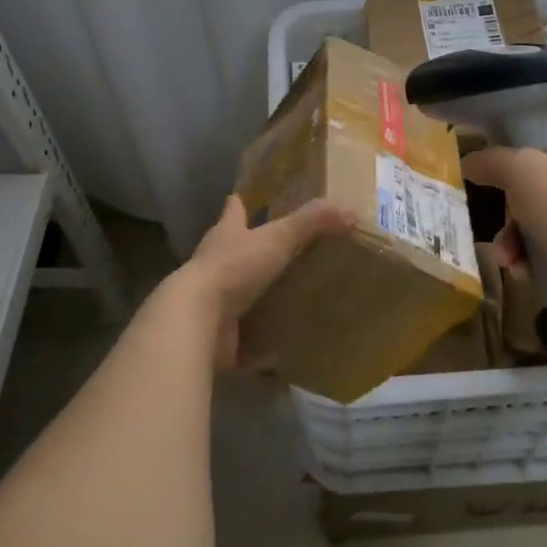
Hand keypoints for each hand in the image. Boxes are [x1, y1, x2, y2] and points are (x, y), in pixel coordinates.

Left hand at [179, 195, 353, 366]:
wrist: (198, 320)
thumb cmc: (235, 268)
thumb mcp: (278, 238)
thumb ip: (312, 223)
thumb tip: (349, 211)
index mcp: (225, 236)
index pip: (233, 212)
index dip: (239, 204)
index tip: (242, 197)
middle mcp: (214, 265)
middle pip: (232, 252)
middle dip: (251, 252)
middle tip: (280, 253)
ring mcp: (212, 303)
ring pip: (237, 295)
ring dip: (256, 298)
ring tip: (288, 301)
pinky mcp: (217, 337)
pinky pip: (244, 340)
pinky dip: (259, 344)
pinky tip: (280, 349)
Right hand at [463, 118, 546, 325]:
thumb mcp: (520, 173)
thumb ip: (490, 160)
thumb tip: (469, 161)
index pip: (542, 133)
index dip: (511, 153)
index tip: (490, 177)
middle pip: (541, 179)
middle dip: (511, 211)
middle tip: (497, 228)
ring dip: (520, 236)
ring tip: (508, 259)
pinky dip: (543, 252)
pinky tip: (527, 271)